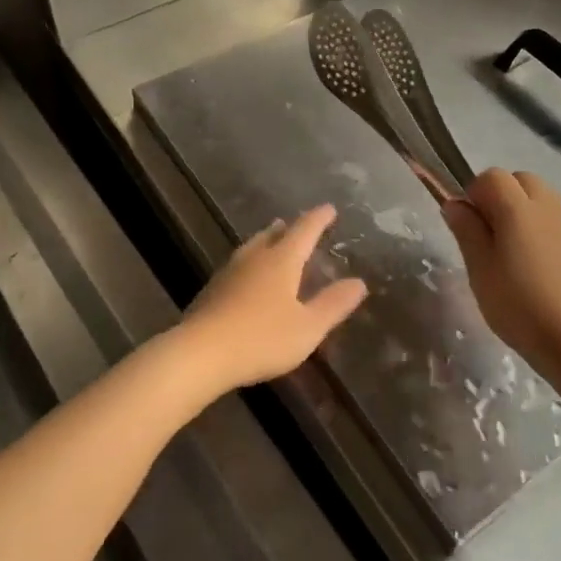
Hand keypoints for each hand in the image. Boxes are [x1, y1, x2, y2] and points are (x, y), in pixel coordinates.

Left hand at [174, 204, 367, 394]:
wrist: (201, 352)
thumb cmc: (262, 338)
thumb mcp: (308, 327)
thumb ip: (333, 304)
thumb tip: (359, 282)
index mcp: (281, 260)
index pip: (304, 230)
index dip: (318, 219)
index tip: (329, 208)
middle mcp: (254, 257)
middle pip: (274, 234)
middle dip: (289, 228)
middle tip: (299, 224)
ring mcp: (229, 271)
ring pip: (252, 247)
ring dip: (267, 240)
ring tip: (273, 240)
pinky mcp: (212, 289)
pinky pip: (238, 265)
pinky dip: (251, 261)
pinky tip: (248, 276)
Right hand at [441, 169, 560, 383]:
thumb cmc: (516, 303)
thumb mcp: (479, 267)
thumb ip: (466, 229)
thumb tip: (454, 203)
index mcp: (518, 208)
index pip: (492, 176)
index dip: (474, 192)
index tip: (466, 223)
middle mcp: (544, 207)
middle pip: (519, 179)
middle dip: (498, 194)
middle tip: (485, 230)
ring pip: (536, 196)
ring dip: (517, 207)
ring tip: (503, 243)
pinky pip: (547, 217)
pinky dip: (532, 224)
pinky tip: (523, 260)